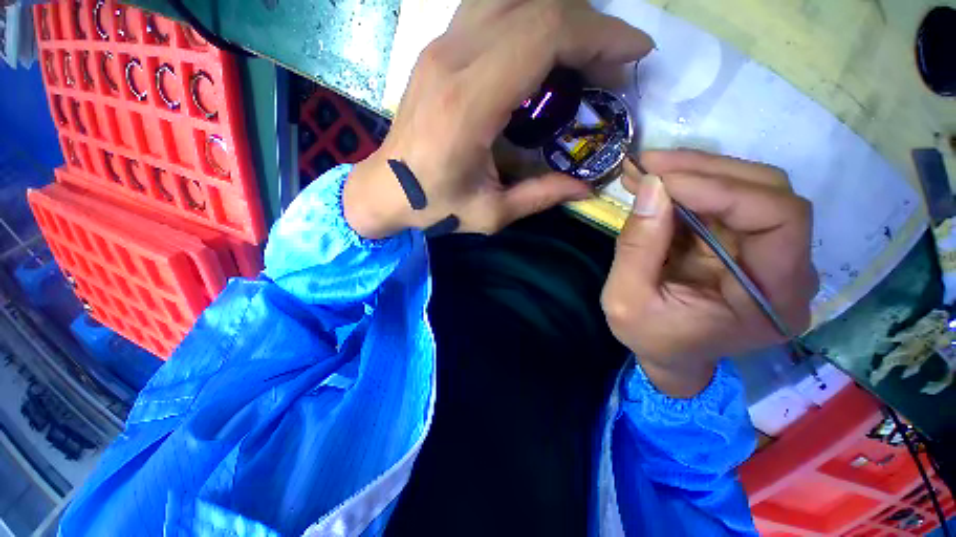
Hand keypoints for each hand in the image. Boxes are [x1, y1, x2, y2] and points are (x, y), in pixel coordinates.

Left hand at [344, 0, 653, 238]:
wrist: (385, 188)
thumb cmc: (433, 206)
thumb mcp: (490, 213)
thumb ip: (540, 197)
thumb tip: (585, 188)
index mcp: (467, 105)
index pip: (543, 35)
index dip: (598, 34)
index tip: (633, 54)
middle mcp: (453, 59)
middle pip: (536, 6)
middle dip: (589, 24)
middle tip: (612, 62)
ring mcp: (441, 46)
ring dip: (560, 16)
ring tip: (584, 53)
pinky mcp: (439, 48)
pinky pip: (493, 9)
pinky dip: (531, 18)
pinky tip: (545, 51)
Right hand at [601, 150, 817, 396]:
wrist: (667, 354)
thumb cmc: (651, 338)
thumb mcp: (627, 301)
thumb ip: (637, 248)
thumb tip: (650, 186)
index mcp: (773, 299)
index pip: (781, 219)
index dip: (724, 190)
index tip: (662, 180)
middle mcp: (787, 268)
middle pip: (768, 192)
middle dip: (704, 170)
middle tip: (648, 163)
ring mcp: (768, 250)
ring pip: (748, 187)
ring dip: (694, 171)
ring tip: (645, 169)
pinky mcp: (743, 240)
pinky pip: (724, 199)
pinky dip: (688, 185)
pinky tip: (655, 182)